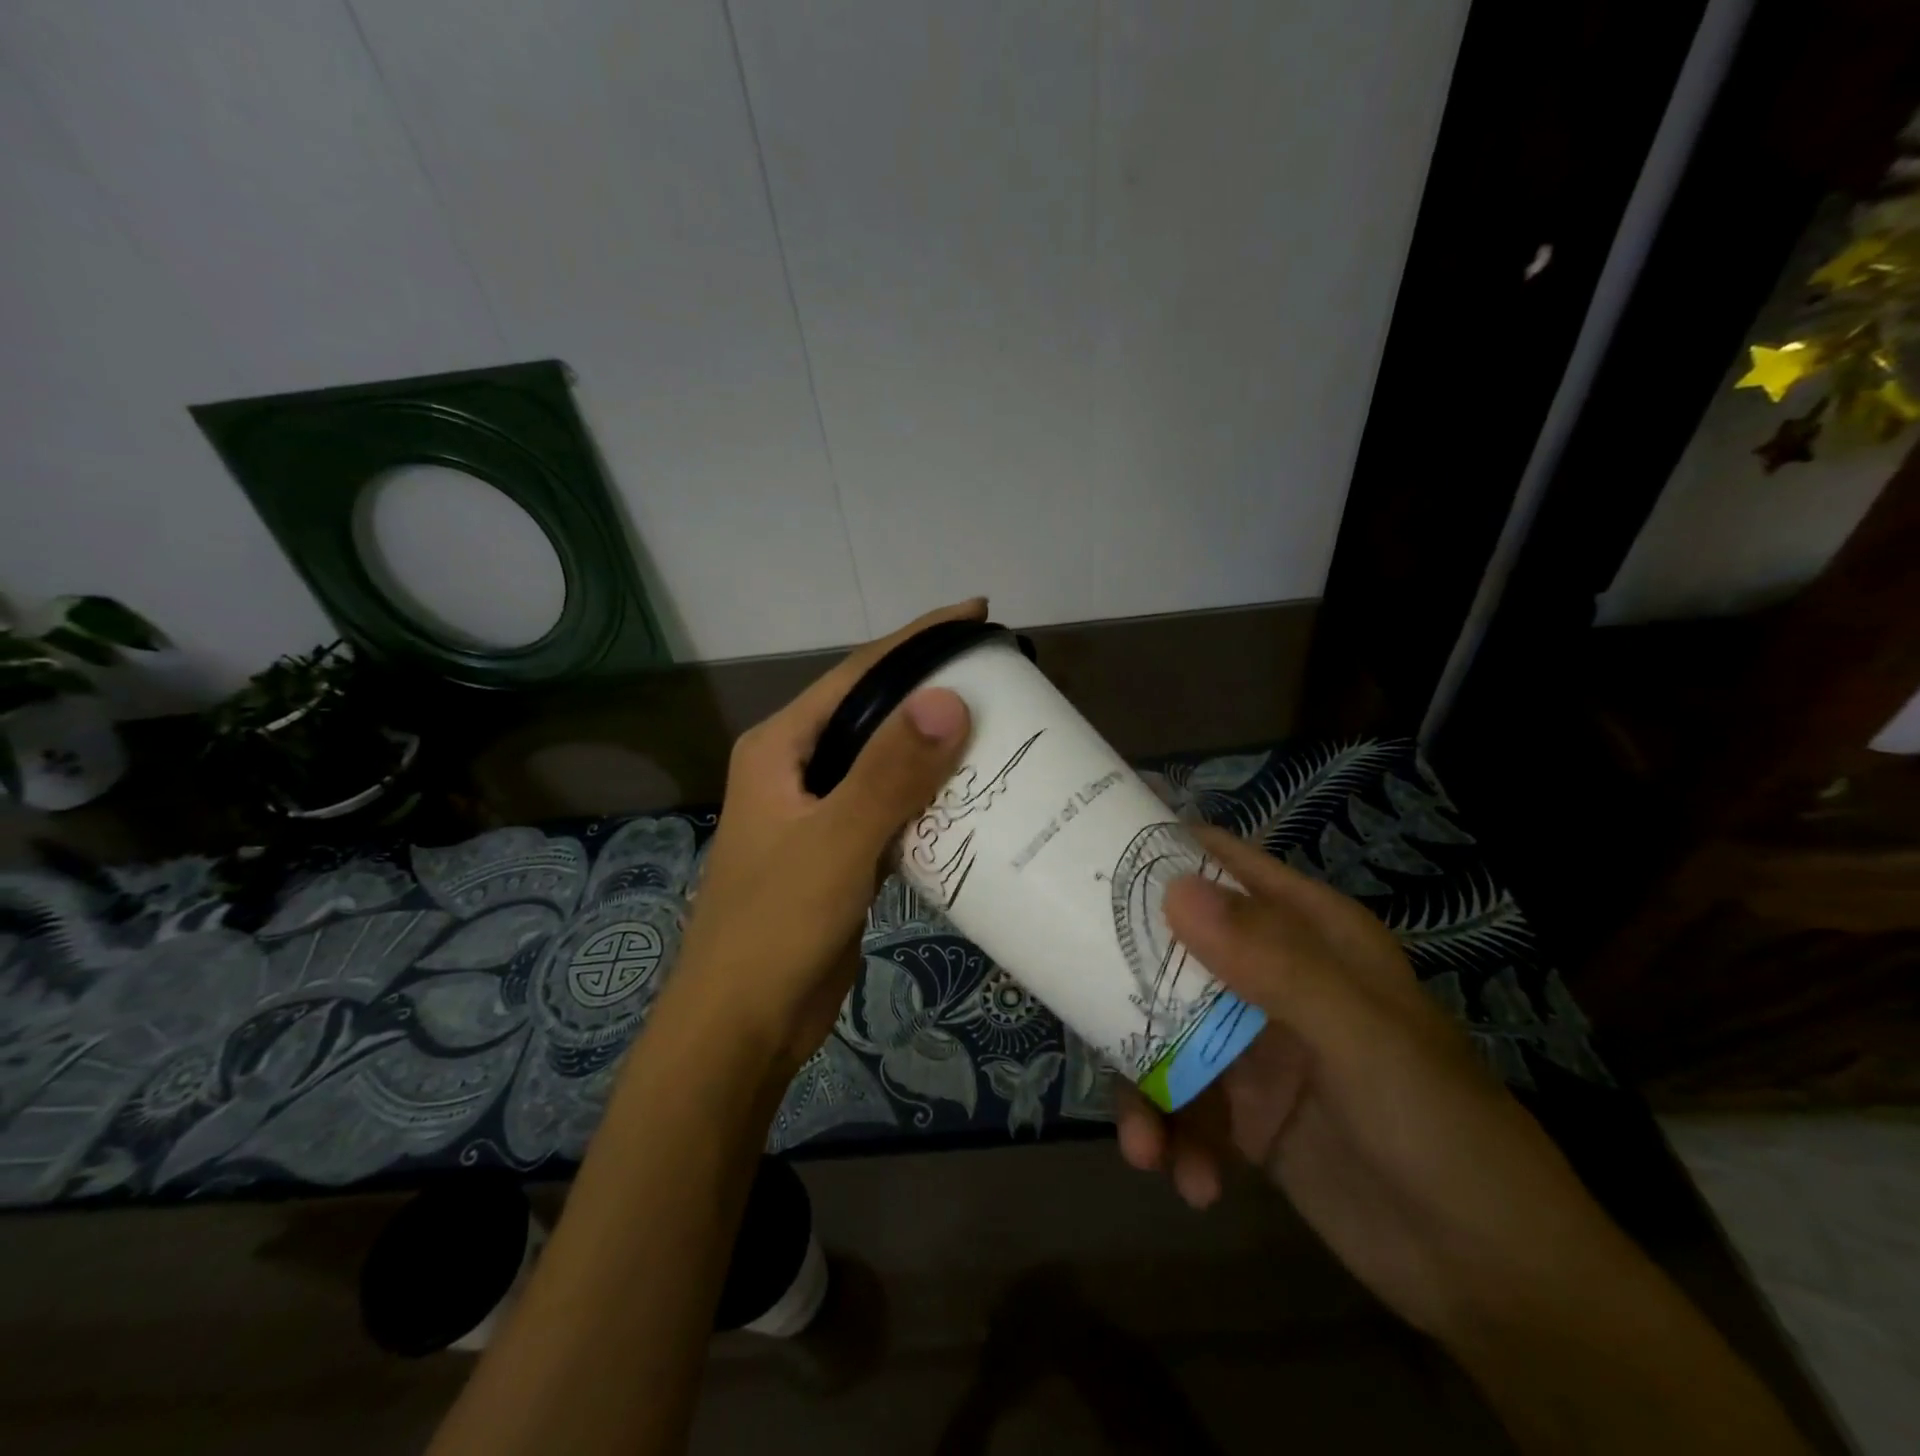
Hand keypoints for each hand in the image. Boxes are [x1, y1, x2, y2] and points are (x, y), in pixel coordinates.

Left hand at [660, 601, 980, 1078]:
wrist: (742, 1026)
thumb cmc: (775, 928)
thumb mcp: (835, 843)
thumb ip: (889, 773)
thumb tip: (949, 698)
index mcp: (782, 746)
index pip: (859, 673)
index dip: (918, 640)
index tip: (978, 614)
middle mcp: (798, 767)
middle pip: (874, 712)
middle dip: (933, 690)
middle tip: (1001, 676)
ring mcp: (819, 811)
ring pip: (886, 762)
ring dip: (935, 747)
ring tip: (999, 728)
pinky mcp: (841, 851)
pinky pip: (893, 807)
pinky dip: (930, 797)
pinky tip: (973, 796)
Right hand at [1115, 827, 1638, 1339]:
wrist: (1495, 1280)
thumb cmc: (1440, 1129)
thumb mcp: (1362, 1038)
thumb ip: (1274, 962)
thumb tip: (1174, 889)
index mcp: (1306, 933)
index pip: (1221, 866)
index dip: (1156, 856)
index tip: (1083, 863)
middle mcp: (1270, 977)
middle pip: (1171, 950)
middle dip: (1122, 982)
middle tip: (1073, 1001)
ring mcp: (1252, 1044)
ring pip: (1163, 1033)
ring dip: (1144, 1088)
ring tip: (1144, 1147)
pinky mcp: (1242, 1110)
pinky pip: (1181, 1103)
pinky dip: (1174, 1138)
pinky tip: (1191, 1184)